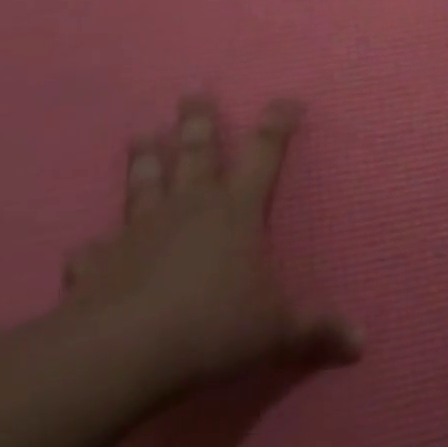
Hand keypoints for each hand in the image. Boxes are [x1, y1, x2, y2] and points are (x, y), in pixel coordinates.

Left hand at [62, 96, 360, 392]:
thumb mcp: (276, 331)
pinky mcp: (99, 262)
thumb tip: (362, 342)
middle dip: (197, 121)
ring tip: (140, 134)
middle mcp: (191, 206)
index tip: (287, 100)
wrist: (121, 353)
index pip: (265, 153)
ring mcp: (141, 230)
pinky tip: (85, 246)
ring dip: (144, 158)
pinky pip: (94, 249)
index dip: (277, 123)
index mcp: (238, 209)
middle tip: (191, 93)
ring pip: (145, 182)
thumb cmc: (213, 326)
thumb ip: (316, 330)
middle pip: (196, 151)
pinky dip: (93, 247)